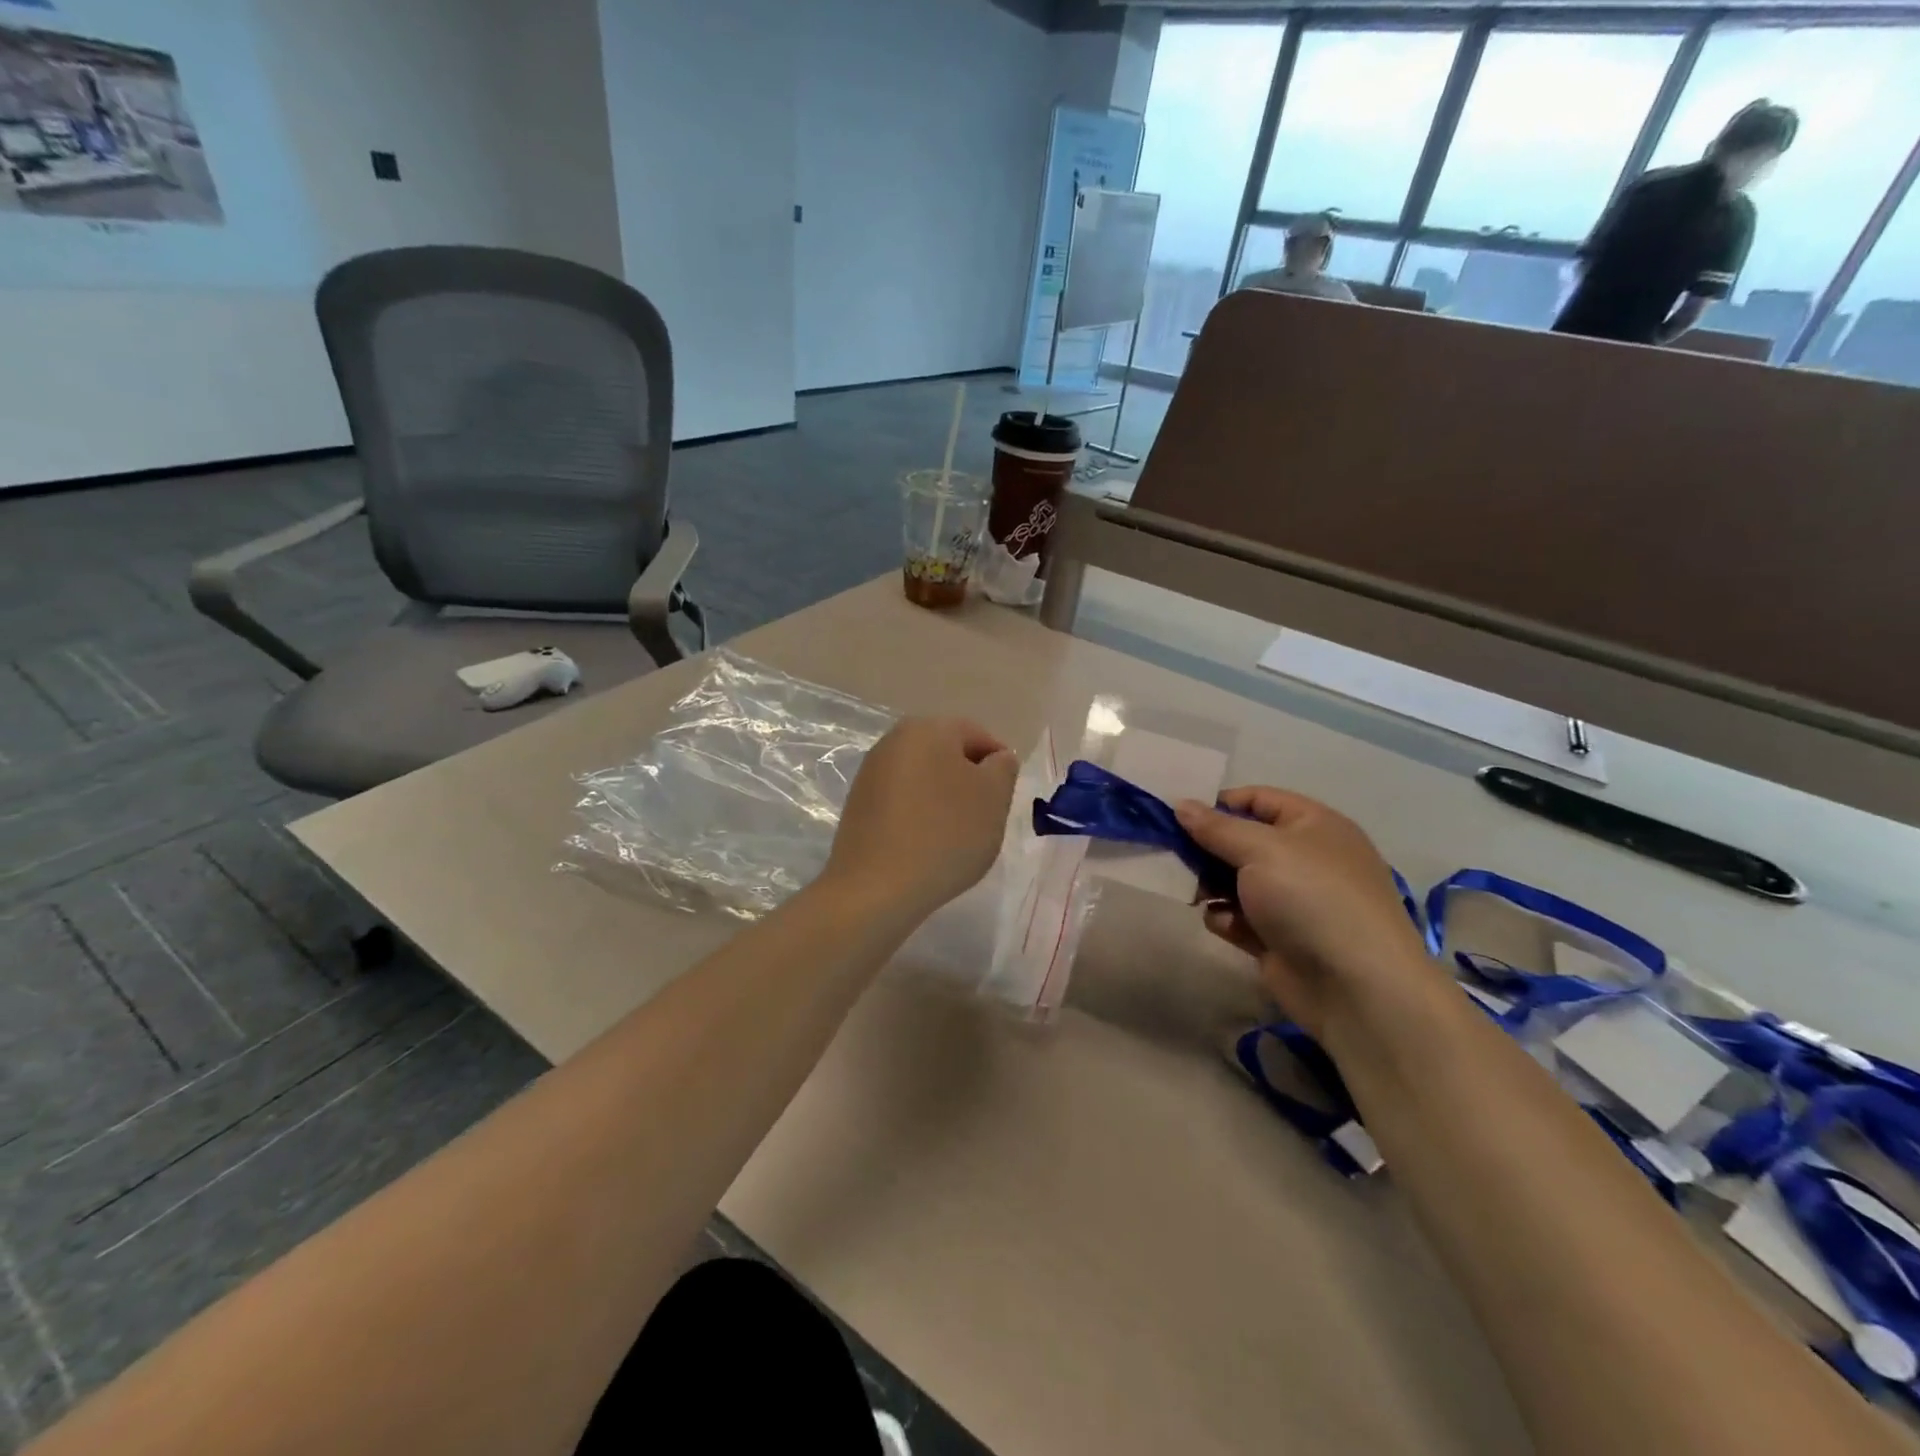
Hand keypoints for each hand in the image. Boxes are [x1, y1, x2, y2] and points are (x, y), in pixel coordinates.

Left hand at [825, 717, 1019, 920]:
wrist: (876, 887)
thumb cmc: (945, 835)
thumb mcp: (993, 798)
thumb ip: (1003, 768)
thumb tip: (995, 759)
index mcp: (928, 728)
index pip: (978, 736)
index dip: (1000, 767)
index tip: (1004, 801)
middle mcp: (894, 740)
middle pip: (948, 754)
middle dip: (970, 782)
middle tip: (985, 819)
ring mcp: (871, 772)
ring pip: (925, 778)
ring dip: (944, 800)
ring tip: (956, 837)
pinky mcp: (858, 804)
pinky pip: (902, 801)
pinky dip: (919, 816)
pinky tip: (926, 845)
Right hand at [1175, 788, 1433, 1039]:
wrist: (1355, 986)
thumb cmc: (1310, 898)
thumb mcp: (1260, 849)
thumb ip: (1216, 827)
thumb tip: (1181, 804)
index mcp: (1313, 825)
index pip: (1258, 799)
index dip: (1219, 804)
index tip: (1179, 816)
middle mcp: (1304, 858)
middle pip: (1242, 841)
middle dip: (1207, 848)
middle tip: (1174, 856)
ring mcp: (1292, 901)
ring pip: (1235, 881)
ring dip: (1211, 885)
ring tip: (1196, 893)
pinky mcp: (1278, 938)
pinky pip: (1240, 917)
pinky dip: (1227, 919)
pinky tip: (1226, 925)